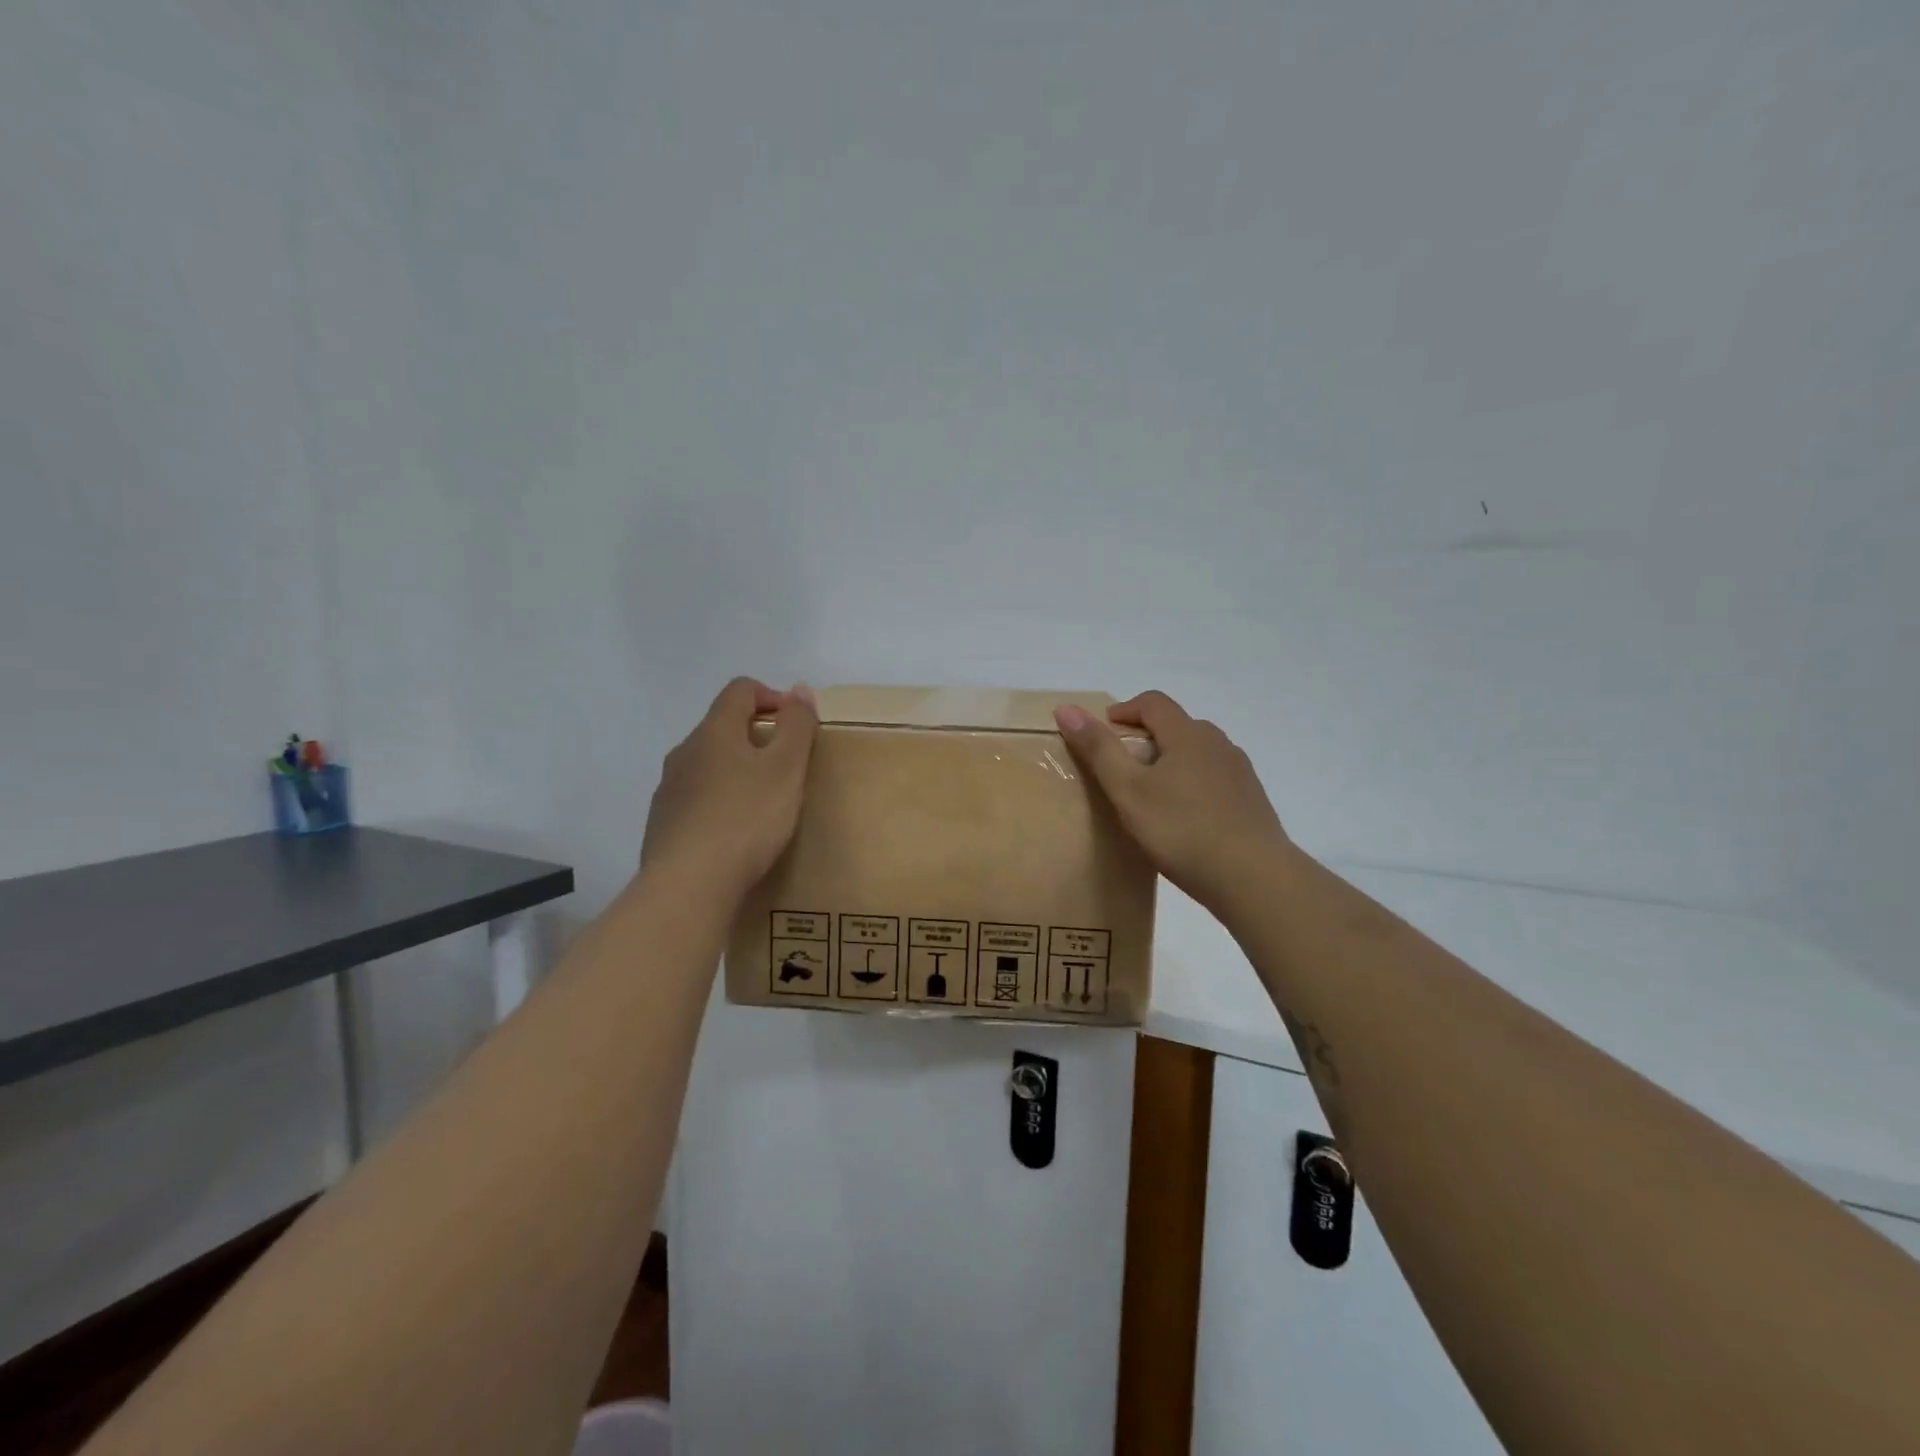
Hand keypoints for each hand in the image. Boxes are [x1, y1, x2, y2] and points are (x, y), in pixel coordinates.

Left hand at [642, 678, 818, 900]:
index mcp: (714, 731)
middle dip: (757, 738)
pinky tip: (736, 835)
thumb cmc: (746, 819)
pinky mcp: (662, 824)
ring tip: (763, 805)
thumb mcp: (786, 768)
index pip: (740, 690)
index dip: (773, 696)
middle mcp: (684, 752)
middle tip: (787, 769)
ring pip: (708, 765)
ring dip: (736, 772)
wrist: (688, 886)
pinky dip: (719, 804)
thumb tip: (800, 690)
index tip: (797, 725)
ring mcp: (668, 790)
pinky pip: (696, 800)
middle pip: (722, 727)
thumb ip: (797, 725)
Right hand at [1054, 691, 1291, 911]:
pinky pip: (1214, 778)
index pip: (1153, 702)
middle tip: (1121, 767)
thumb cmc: (1182, 830)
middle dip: (1145, 737)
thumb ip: (1099, 749)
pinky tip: (1184, 818)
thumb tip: (1066, 708)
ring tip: (1151, 794)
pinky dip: (1192, 784)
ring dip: (1170, 761)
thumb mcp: (1128, 790)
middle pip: (1176, 725)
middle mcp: (1218, 743)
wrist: (1254, 878)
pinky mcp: (1251, 799)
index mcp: (1188, 734)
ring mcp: (1239, 771)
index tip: (1102, 733)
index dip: (1123, 710)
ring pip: (1197, 752)